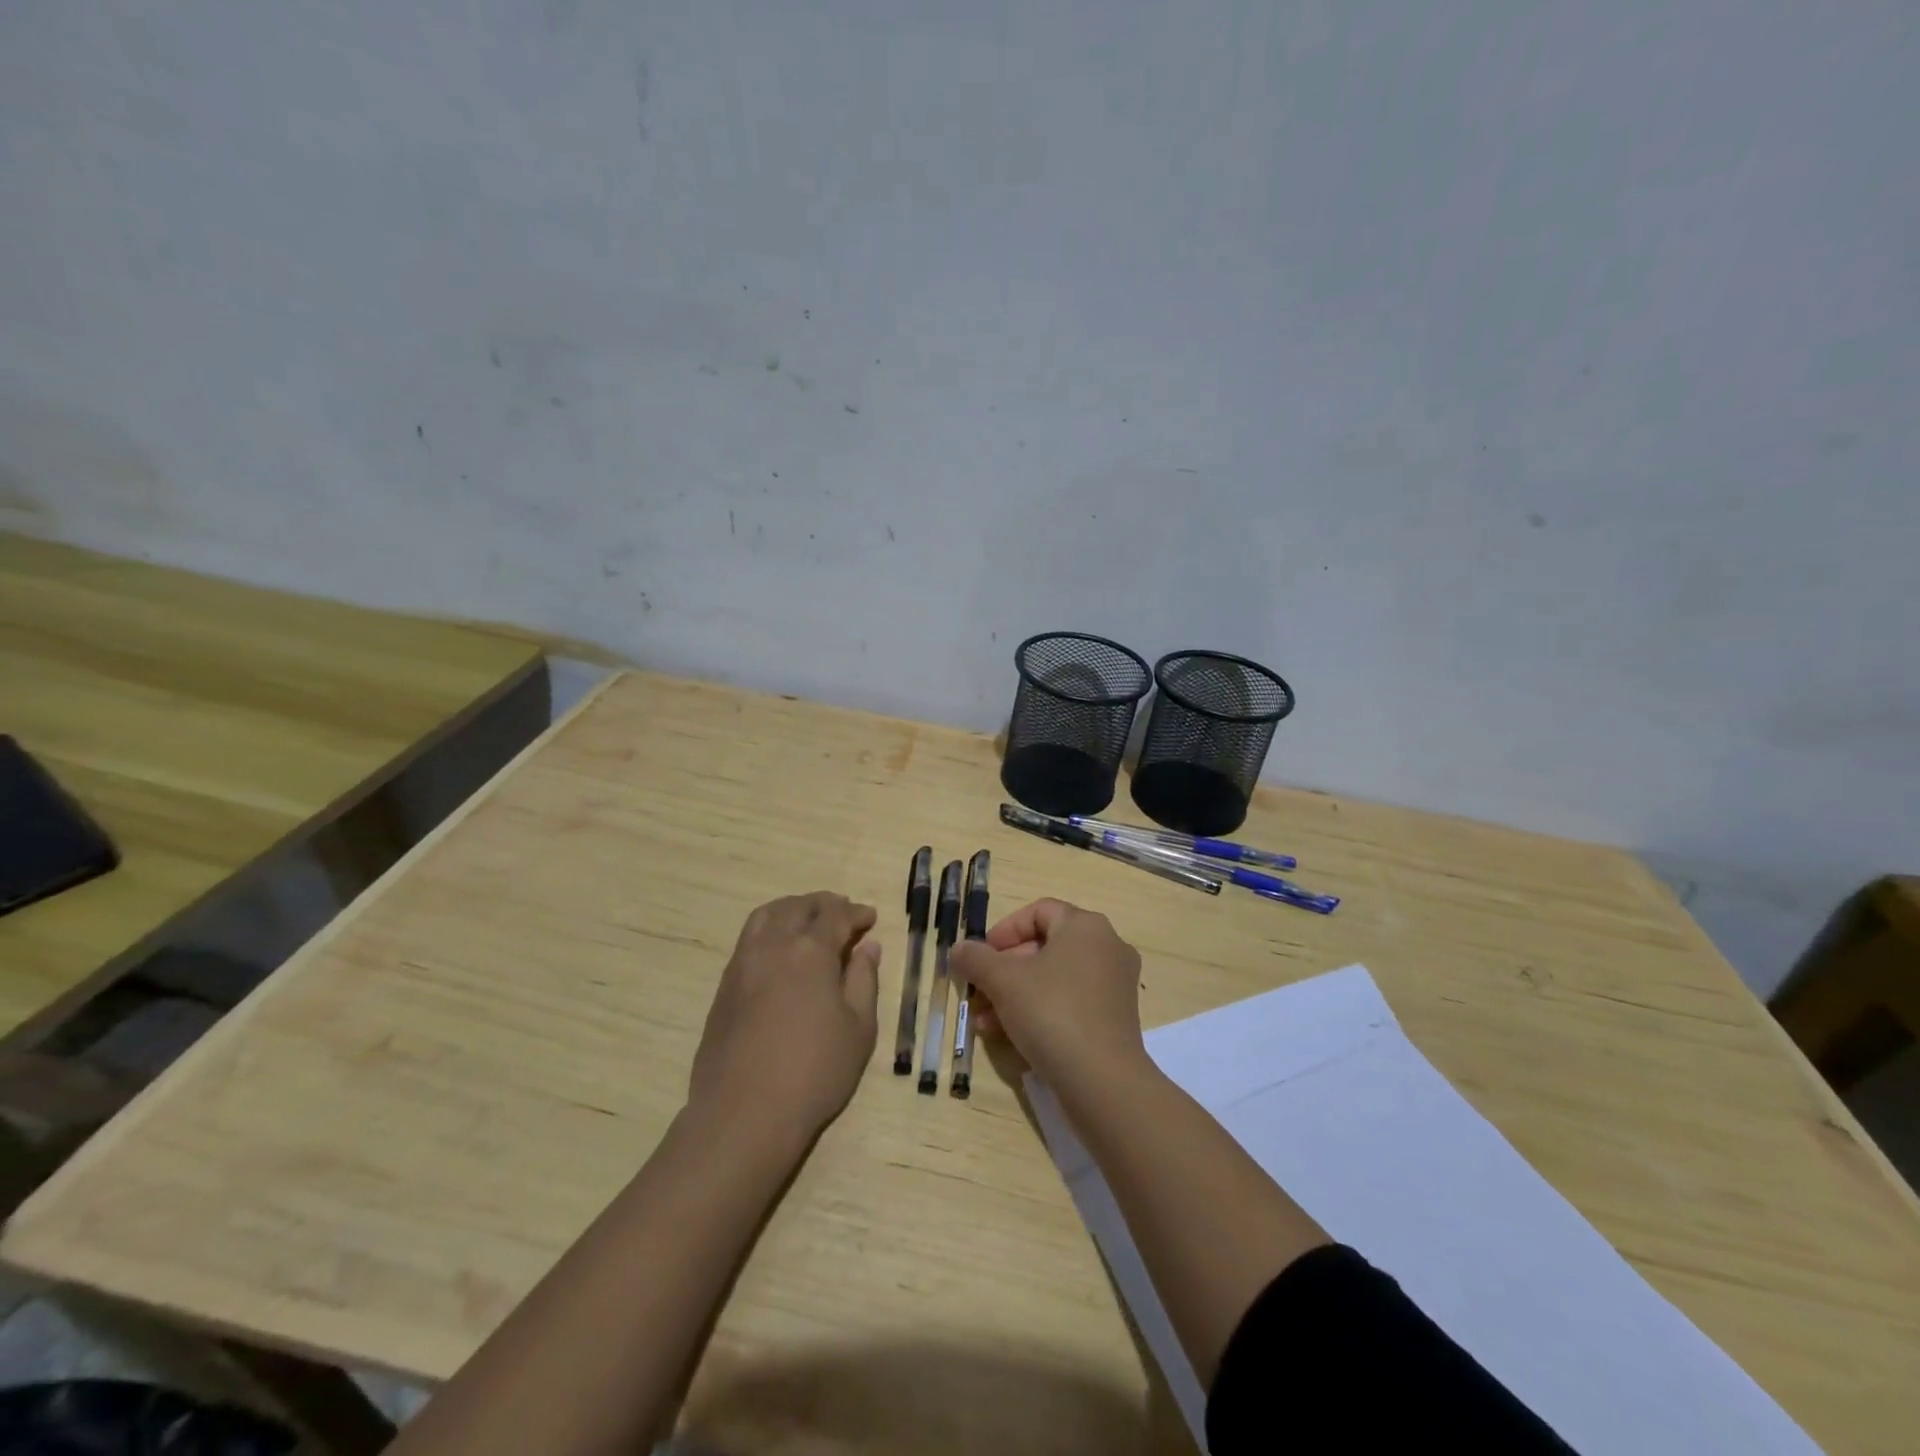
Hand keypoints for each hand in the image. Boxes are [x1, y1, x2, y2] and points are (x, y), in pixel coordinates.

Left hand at [689, 893, 881, 1139]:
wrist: (743, 1114)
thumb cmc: (814, 1072)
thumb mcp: (858, 1029)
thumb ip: (864, 980)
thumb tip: (867, 947)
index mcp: (811, 950)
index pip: (837, 915)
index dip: (857, 913)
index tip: (870, 918)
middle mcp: (773, 945)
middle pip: (799, 907)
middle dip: (824, 904)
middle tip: (842, 912)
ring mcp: (743, 963)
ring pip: (767, 915)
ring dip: (792, 909)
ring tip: (807, 920)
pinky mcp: (724, 985)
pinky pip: (748, 938)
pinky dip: (769, 928)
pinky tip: (779, 951)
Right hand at [950, 899, 1145, 1092]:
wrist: (1102, 1081)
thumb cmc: (1052, 1012)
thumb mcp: (1003, 981)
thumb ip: (976, 959)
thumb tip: (959, 949)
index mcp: (1085, 926)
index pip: (1038, 911)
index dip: (1004, 930)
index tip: (980, 956)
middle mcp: (1106, 947)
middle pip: (1044, 947)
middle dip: (1004, 970)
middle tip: (977, 992)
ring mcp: (1115, 984)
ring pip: (1054, 979)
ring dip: (1015, 995)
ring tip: (984, 1022)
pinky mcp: (1115, 1018)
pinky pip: (1070, 1002)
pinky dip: (1040, 1012)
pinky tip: (1009, 1037)